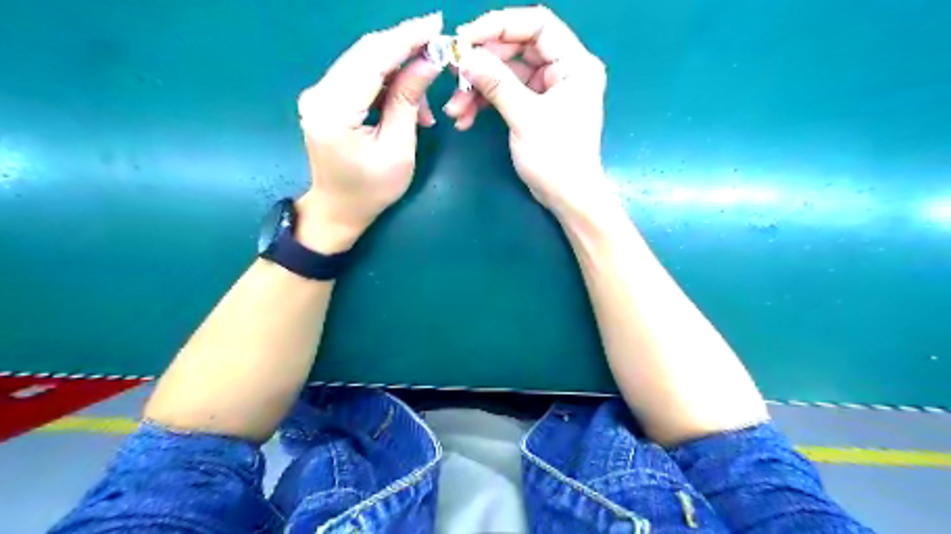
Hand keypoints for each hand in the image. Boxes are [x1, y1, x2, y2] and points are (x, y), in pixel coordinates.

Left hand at [296, 12, 444, 251]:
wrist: (339, 209)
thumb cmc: (372, 190)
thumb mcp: (398, 149)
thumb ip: (409, 101)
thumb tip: (428, 61)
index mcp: (334, 111)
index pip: (372, 60)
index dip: (405, 38)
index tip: (435, 23)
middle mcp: (319, 94)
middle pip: (365, 53)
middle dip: (405, 47)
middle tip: (438, 47)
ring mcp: (319, 94)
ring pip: (364, 62)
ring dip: (399, 71)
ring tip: (424, 103)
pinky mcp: (325, 98)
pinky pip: (360, 77)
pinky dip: (386, 83)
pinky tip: (407, 103)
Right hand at [449, 7, 617, 219]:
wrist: (567, 198)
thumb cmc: (557, 158)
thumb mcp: (526, 118)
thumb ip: (497, 84)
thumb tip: (465, 57)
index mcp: (574, 63)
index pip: (537, 25)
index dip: (500, 25)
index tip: (466, 38)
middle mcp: (563, 70)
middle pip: (517, 50)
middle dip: (483, 63)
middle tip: (455, 74)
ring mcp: (548, 90)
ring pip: (506, 75)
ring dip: (478, 89)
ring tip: (455, 108)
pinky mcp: (535, 108)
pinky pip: (506, 95)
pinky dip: (485, 104)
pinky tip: (465, 118)